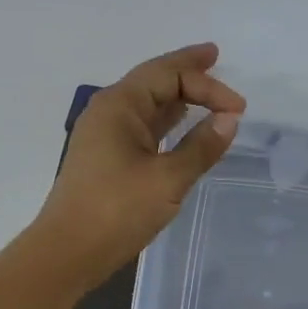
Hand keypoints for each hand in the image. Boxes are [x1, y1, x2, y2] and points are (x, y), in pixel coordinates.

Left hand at [34, 43, 245, 288]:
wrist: (68, 252)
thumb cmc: (117, 211)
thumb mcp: (168, 179)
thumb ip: (202, 147)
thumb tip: (229, 119)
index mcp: (119, 105)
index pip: (168, 75)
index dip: (207, 85)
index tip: (239, 109)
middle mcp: (109, 111)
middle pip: (153, 80)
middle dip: (186, 70)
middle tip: (214, 56)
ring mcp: (105, 135)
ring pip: (147, 104)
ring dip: (177, 96)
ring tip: (205, 88)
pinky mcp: (107, 158)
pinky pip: (142, 126)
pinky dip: (167, 121)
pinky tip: (182, 125)